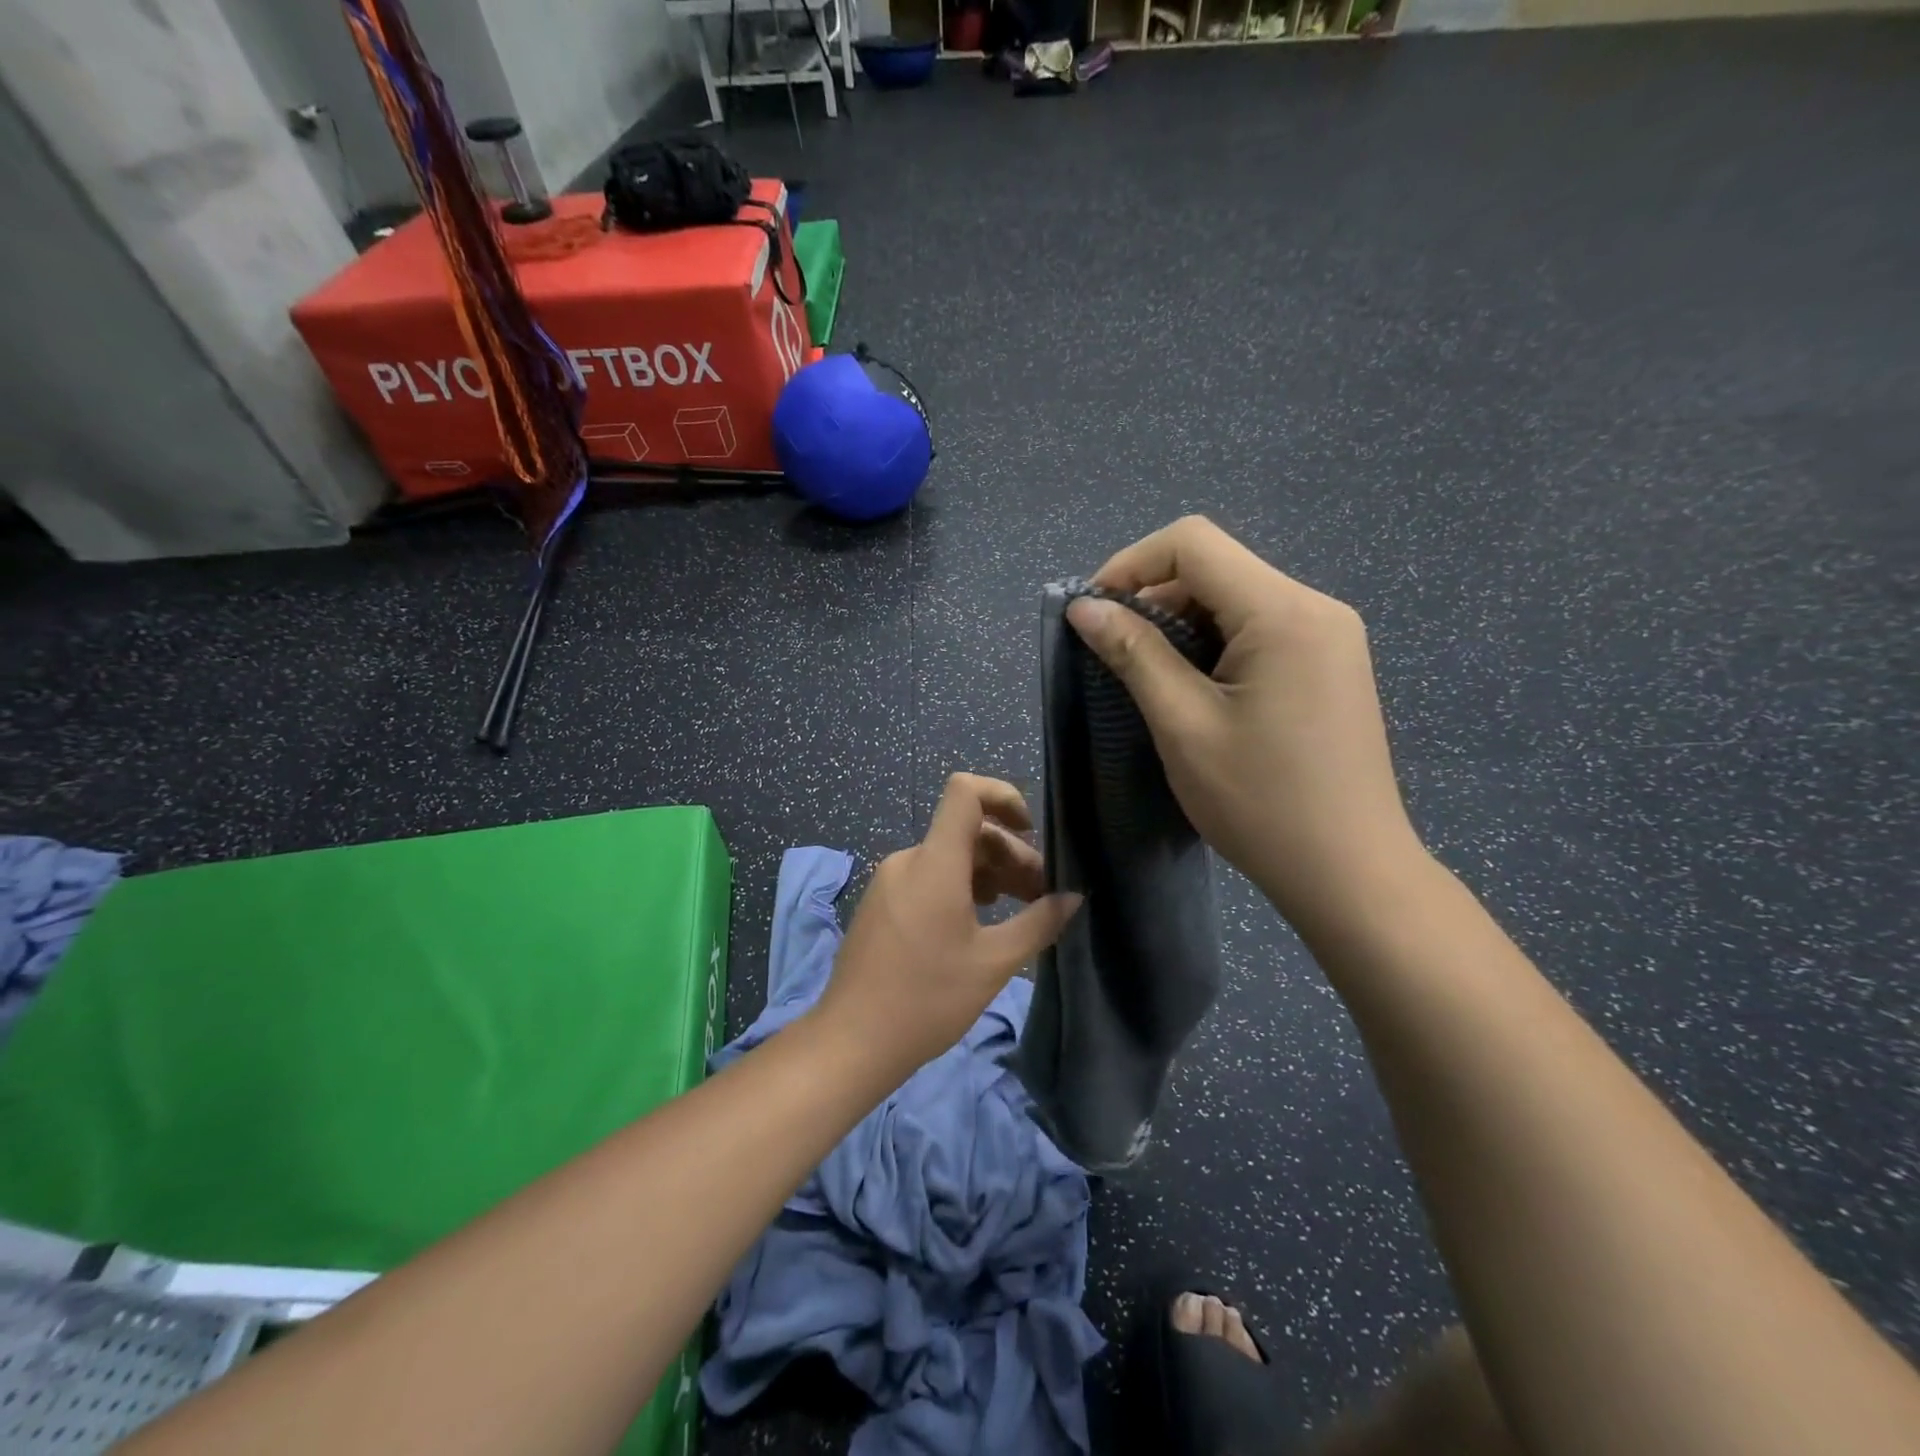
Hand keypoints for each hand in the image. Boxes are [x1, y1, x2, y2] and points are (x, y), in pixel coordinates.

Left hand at [813, 773, 1082, 1077]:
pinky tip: (979, 922)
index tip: (1031, 831)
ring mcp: (890, 881)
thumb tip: (1073, 897)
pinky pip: (929, 877)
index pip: (965, 792)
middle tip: (1042, 895)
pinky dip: (961, 887)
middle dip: (1010, 854)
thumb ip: (1039, 922)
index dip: (1003, 796)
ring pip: (949, 858)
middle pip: (966, 831)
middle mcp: (909, 860)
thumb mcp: (995, 962)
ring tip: (1019, 910)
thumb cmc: (928, 999)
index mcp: (935, 862)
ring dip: (989, 874)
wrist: (852, 1041)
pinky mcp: (882, 903)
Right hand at [1065, 516, 1423, 937]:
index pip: (1192, 543)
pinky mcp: (1329, 664)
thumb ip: (1134, 654)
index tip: (1092, 613)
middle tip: (1112, 653)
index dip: (1129, 564)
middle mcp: (1314, 607)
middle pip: (1215, 568)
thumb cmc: (1259, 802)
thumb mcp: (1183, 724)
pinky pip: (1259, 629)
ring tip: (1147, 677)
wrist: (1349, 872)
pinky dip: (1212, 645)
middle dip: (1152, 599)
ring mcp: (1329, 635)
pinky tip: (1193, 689)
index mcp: (1283, 611)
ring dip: (1180, 625)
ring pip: (1235, 599)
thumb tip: (1083, 607)